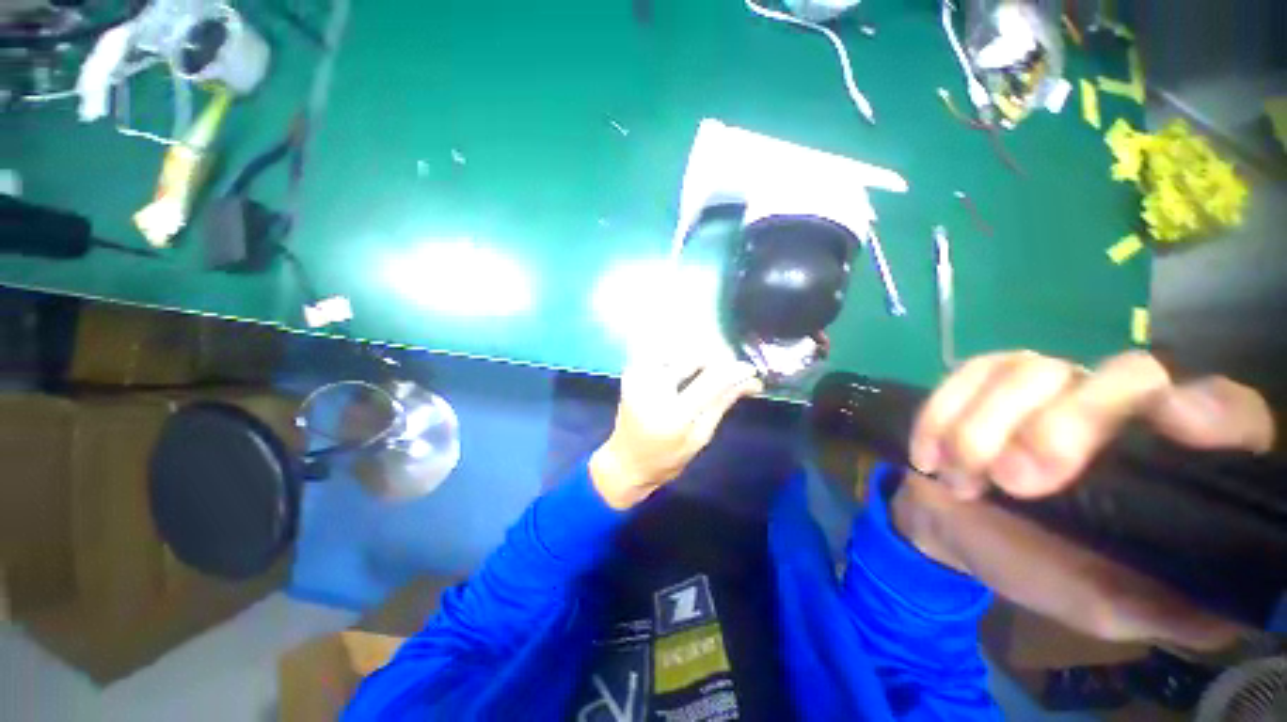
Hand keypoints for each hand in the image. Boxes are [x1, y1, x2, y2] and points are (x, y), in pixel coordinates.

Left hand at [590, 348, 762, 509]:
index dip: (735, 370)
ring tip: (704, 374)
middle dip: (716, 360)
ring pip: (678, 350)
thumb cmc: (666, 459)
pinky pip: (661, 354)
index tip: (751, 369)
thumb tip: (751, 381)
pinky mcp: (631, 371)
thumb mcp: (700, 437)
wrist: (625, 462)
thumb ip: (723, 403)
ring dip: (697, 358)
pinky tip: (683, 372)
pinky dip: (677, 358)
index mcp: (674, 414)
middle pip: (694, 357)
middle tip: (727, 372)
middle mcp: (653, 388)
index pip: (712, 380)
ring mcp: (638, 376)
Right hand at [892, 350, 1274, 649]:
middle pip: (1126, 375)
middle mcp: (1119, 408)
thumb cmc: (1036, 568)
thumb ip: (1166, 608)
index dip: (1211, 409)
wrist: (953, 528)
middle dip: (1063, 425)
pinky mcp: (984, 380)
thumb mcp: (1106, 605)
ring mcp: (1048, 384)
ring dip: (983, 427)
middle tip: (1013, 481)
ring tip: (961, 478)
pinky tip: (929, 455)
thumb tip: (1232, 608)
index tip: (1173, 424)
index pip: (1226, 411)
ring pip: (1031, 371)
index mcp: (1166, 462)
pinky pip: (966, 373)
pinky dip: (941, 414)